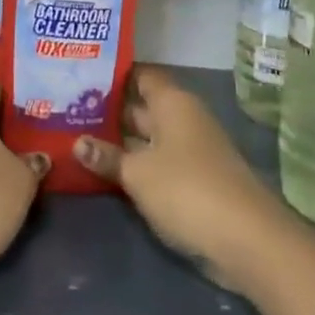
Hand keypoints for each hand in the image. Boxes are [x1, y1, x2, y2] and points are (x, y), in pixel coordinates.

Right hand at [73, 66, 292, 290]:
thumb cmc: (187, 190)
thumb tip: (78, 142)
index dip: (114, 75)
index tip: (81, 76)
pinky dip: (135, 165)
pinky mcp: (194, 180)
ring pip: (147, 137)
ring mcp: (191, 150)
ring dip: (119, 141)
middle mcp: (183, 118)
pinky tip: (106, 170)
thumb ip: (107, 156)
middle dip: (109, 110)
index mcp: (172, 103)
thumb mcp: (138, 173)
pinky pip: (157, 162)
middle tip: (67, 109)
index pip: (141, 75)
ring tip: (77, 138)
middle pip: (142, 106)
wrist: (247, 239)